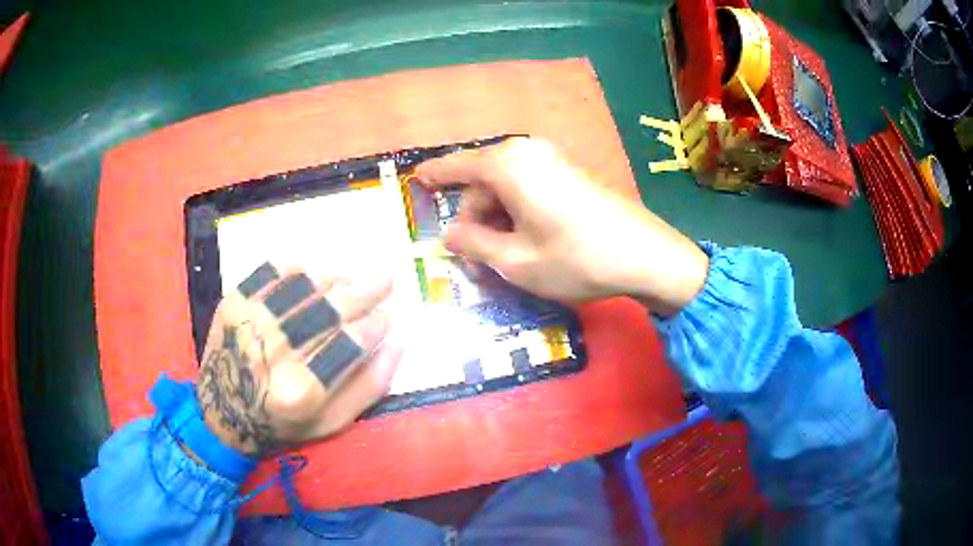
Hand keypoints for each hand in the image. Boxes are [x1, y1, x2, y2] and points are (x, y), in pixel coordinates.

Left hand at [196, 264, 401, 457]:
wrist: (222, 411)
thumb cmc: (282, 424)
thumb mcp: (330, 424)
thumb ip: (368, 387)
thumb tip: (397, 342)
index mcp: (301, 392)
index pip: (350, 344)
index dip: (375, 326)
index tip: (388, 318)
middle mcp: (274, 354)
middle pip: (329, 310)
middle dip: (365, 292)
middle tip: (386, 280)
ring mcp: (249, 323)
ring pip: (303, 286)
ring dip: (336, 277)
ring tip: (352, 278)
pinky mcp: (233, 303)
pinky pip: (272, 271)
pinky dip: (297, 267)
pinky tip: (313, 272)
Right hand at [415, 138, 708, 315]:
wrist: (646, 255)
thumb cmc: (575, 258)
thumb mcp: (515, 261)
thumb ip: (473, 244)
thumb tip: (449, 235)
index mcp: (506, 165)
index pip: (454, 167)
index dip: (432, 177)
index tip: (415, 181)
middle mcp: (526, 152)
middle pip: (480, 183)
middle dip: (473, 218)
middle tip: (476, 261)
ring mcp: (550, 160)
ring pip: (504, 188)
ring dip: (496, 221)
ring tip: (505, 259)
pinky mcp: (568, 173)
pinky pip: (527, 188)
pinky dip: (517, 213)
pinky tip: (527, 241)